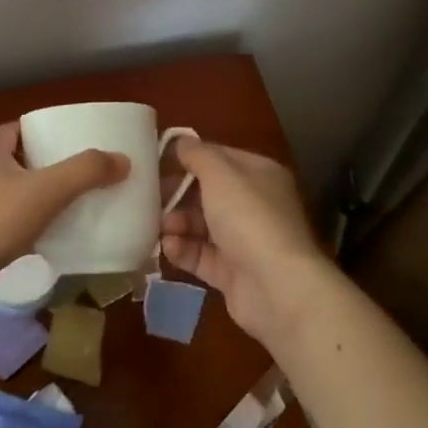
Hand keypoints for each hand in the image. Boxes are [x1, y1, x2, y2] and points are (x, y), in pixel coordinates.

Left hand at [0, 123, 127, 299]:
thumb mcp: (45, 192)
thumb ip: (85, 172)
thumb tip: (122, 160)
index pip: (28, 128)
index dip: (57, 133)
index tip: (87, 146)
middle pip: (26, 159)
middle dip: (57, 168)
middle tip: (91, 178)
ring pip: (18, 192)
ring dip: (45, 198)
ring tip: (80, 207)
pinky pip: (9, 220)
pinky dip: (32, 224)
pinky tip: (54, 238)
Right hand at [162, 140, 337, 347]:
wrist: (277, 287)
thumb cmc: (248, 218)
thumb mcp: (220, 174)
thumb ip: (197, 154)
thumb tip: (181, 141)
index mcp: (259, 175)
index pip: (220, 158)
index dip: (190, 158)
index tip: (157, 163)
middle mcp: (255, 205)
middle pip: (207, 193)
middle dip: (178, 195)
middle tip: (151, 198)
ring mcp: (244, 241)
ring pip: (201, 225)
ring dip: (177, 223)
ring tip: (161, 227)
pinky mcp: (232, 273)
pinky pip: (201, 255)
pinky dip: (183, 250)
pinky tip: (168, 247)